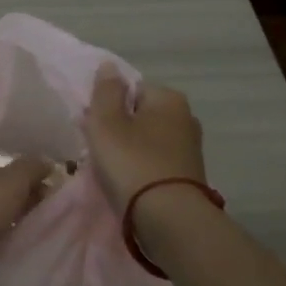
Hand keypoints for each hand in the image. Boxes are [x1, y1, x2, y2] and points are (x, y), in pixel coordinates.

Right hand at [82, 64, 206, 210]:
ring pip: (148, 141)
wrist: (169, 219)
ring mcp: (190, 149)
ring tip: (111, 172)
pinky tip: (129, 185)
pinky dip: (142, 169)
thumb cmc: (133, 163)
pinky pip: (156, 163)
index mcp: (169, 98)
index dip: (108, 106)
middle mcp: (186, 118)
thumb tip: (110, 66)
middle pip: (140, 115)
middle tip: (99, 150)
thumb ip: (106, 91)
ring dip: (129, 151)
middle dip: (119, 129)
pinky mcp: (189, 176)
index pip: (131, 89)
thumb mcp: (107, 122)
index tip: (95, 127)